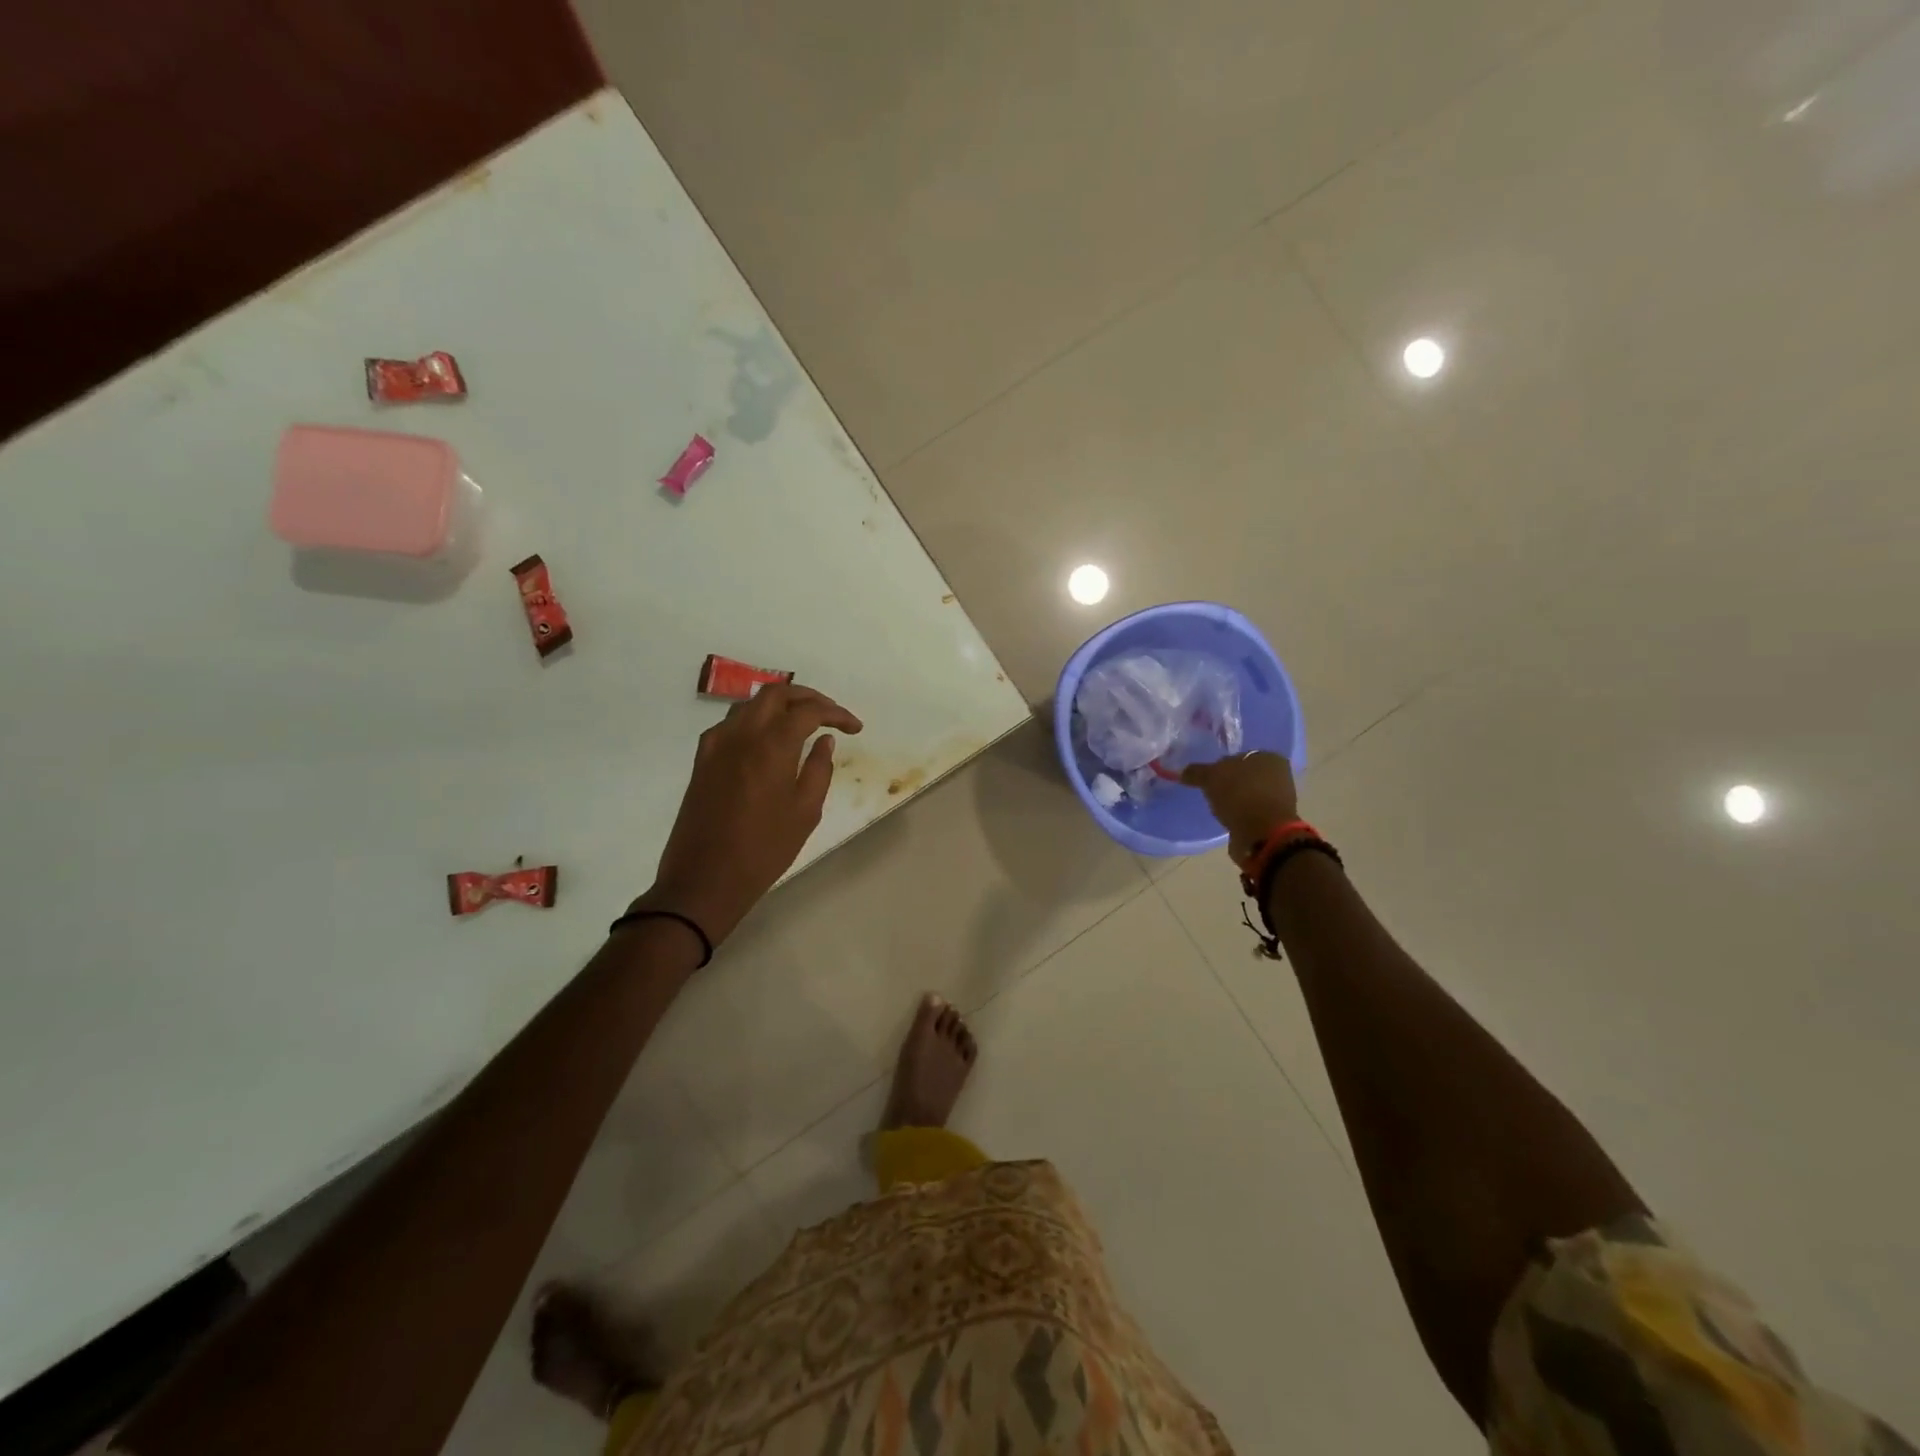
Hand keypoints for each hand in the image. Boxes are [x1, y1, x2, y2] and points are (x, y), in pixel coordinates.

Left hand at [633, 683, 862, 946]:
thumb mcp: (805, 812)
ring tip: (803, 723)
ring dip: (780, 705)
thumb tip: (824, 740)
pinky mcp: (703, 759)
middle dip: (808, 697)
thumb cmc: (764, 850)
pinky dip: (756, 720)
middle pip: (776, 693)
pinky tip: (769, 739)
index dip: (836, 713)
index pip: (809, 711)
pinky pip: (732, 723)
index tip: (854, 728)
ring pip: (751, 704)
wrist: (704, 879)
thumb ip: (819, 769)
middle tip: (830, 715)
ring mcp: (716, 744)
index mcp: (771, 745)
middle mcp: (741, 734)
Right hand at [1181, 752, 1299, 868]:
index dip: (1221, 765)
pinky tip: (1228, 820)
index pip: (1239, 756)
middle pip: (1245, 775)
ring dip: (1235, 800)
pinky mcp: (1274, 820)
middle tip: (1210, 792)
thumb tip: (1184, 772)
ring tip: (1218, 808)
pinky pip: (1250, 812)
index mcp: (1269, 757)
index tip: (1207, 777)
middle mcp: (1279, 775)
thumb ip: (1197, 772)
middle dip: (1229, 783)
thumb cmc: (1240, 795)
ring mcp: (1279, 799)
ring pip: (1248, 794)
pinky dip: (1240, 815)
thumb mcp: (1211, 777)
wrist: (1263, 834)